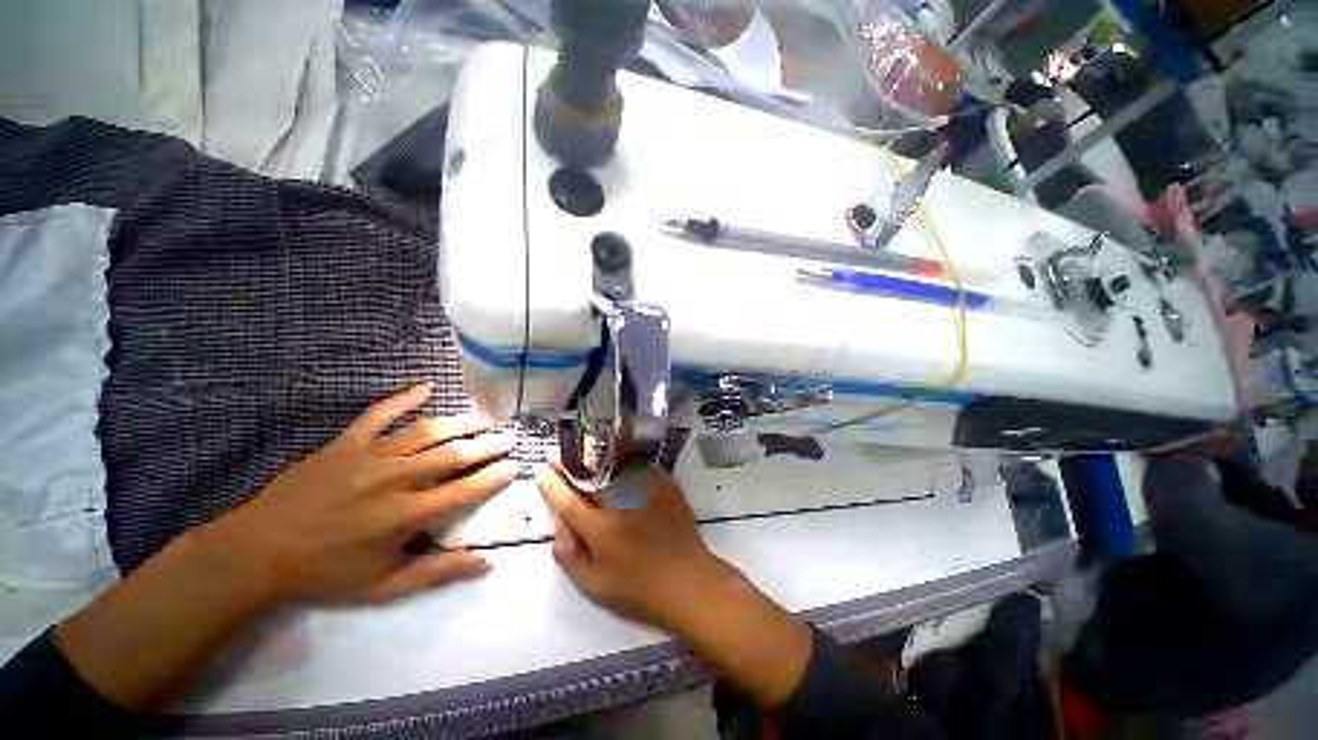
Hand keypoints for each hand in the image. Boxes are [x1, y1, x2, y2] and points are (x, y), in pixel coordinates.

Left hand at [213, 383, 517, 604]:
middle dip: (487, 444)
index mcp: (406, 515)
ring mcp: (370, 456)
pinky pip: (379, 414)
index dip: (494, 476)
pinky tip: (425, 387)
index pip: (465, 489)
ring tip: (484, 418)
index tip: (514, 466)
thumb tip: (487, 561)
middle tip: (508, 437)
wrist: (258, 552)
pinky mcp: (346, 444)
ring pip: (427, 431)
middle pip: (453, 454)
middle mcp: (396, 479)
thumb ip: (439, 572)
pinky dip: (404, 399)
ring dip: (461, 422)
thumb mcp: (385, 586)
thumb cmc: (326, 573)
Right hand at [535, 464, 734, 630]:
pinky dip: (626, 457)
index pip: (567, 501)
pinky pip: (641, 465)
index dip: (551, 485)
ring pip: (614, 464)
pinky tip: (618, 452)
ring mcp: (643, 491)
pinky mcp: (663, 486)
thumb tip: (558, 529)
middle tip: (556, 453)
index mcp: (599, 529)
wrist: (687, 581)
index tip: (540, 471)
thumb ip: (570, 558)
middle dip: (569, 462)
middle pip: (589, 476)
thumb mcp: (595, 587)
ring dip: (594, 454)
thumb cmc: (639, 590)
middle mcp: (619, 504)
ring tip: (581, 446)